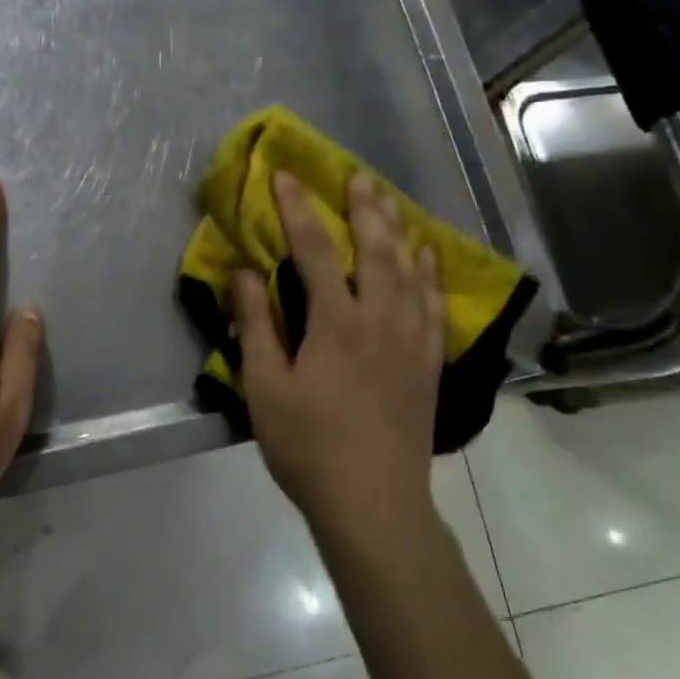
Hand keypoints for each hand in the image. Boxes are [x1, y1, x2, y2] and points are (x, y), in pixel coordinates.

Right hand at [234, 171, 446, 535]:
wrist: (374, 502)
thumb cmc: (307, 446)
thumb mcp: (265, 387)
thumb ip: (257, 325)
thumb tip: (246, 272)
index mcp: (335, 323)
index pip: (315, 251)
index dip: (298, 210)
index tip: (286, 176)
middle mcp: (379, 320)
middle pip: (375, 251)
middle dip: (364, 209)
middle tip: (357, 176)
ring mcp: (410, 341)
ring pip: (409, 272)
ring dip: (399, 232)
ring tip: (392, 203)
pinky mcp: (428, 364)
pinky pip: (433, 306)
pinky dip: (429, 275)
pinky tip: (427, 259)